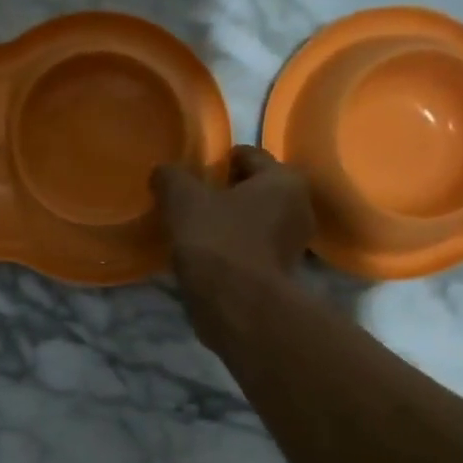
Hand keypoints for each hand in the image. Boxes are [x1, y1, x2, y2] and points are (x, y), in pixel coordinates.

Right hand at [151, 146, 314, 284]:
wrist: (237, 307)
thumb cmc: (217, 240)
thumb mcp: (183, 199)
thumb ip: (171, 177)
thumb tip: (164, 173)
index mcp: (284, 180)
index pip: (249, 155)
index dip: (219, 160)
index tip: (195, 172)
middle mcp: (298, 208)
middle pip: (255, 190)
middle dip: (227, 193)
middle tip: (194, 201)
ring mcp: (293, 246)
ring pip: (254, 222)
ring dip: (230, 224)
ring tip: (196, 231)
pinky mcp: (280, 276)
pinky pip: (252, 250)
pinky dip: (233, 250)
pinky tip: (207, 257)